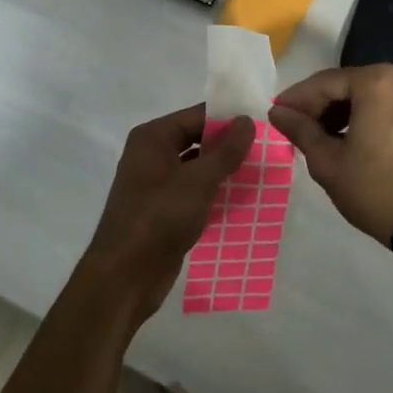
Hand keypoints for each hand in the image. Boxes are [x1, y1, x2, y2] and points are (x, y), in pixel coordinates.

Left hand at [80, 104, 254, 325]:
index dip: (228, 119)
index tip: (263, 124)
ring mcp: (155, 183)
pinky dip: (213, 193)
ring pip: (196, 168)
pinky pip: (193, 192)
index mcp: (153, 137)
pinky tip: (241, 200)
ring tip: (261, 173)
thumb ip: (225, 151)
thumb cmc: (159, 218)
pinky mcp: (162, 210)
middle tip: (267, 150)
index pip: (197, 115)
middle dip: (228, 146)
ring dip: (223, 171)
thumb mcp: (197, 182)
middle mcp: (151, 154)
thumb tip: (247, 120)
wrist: (124, 276)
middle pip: (196, 140)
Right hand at [269, 65, 392, 243]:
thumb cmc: (374, 190)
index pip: (324, 83)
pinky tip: (348, 137)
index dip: (297, 98)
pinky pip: (388, 104)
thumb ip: (300, 129)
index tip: (276, 112)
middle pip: (348, 84)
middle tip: (295, 126)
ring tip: (319, 135)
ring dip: (342, 110)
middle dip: (320, 105)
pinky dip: (366, 115)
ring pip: (368, 94)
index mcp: (378, 82)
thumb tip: (277, 111)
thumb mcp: (327, 161)